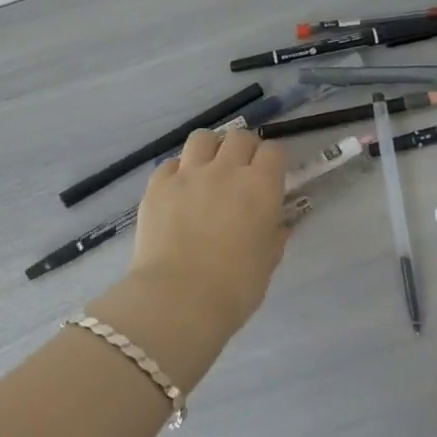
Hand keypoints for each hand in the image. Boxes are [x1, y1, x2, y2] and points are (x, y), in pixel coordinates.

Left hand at [125, 128, 289, 337]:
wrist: (178, 299)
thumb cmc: (234, 288)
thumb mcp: (267, 263)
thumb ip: (274, 236)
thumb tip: (278, 225)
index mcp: (260, 187)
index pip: (273, 151)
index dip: (272, 160)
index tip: (270, 175)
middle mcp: (226, 170)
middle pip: (239, 137)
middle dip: (243, 149)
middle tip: (240, 170)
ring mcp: (188, 173)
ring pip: (202, 138)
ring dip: (210, 149)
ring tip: (208, 169)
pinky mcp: (158, 185)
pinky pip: (170, 163)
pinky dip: (178, 171)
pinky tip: (179, 189)